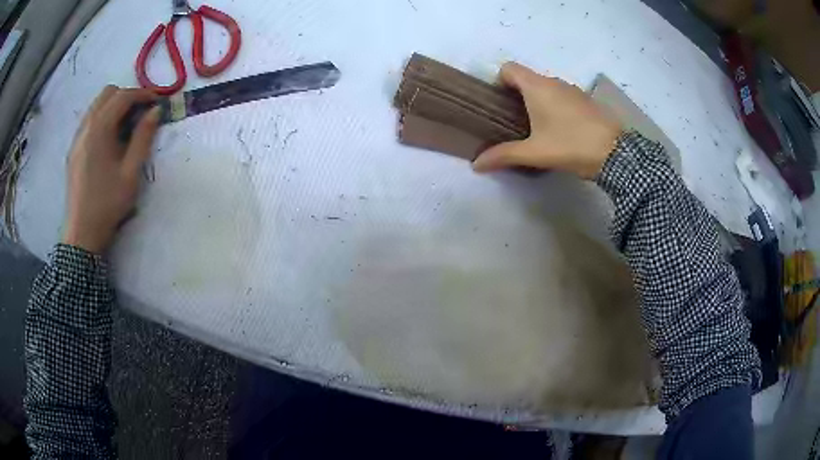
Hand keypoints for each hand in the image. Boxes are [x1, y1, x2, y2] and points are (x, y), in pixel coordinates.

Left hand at [63, 86, 160, 253]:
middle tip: (140, 113)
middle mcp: (85, 127)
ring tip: (126, 125)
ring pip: (97, 105)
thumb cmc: (107, 204)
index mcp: (99, 130)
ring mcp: (77, 138)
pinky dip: (103, 118)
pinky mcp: (74, 149)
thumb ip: (143, 137)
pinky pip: (89, 120)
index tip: (157, 102)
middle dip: (127, 96)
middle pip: (107, 93)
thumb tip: (155, 111)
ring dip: (114, 106)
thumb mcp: (130, 173)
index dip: (142, 94)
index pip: (122, 96)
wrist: (81, 233)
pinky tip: (110, 138)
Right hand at [473, 63, 621, 178]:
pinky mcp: (586, 101)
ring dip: (537, 102)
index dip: (499, 82)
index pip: (508, 68)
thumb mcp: (535, 153)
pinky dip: (555, 107)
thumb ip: (504, 155)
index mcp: (537, 86)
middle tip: (514, 123)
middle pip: (526, 79)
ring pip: (545, 88)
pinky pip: (562, 96)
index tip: (499, 105)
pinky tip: (561, 130)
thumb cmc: (571, 145)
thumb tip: (476, 165)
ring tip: (538, 129)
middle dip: (516, 96)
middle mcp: (553, 81)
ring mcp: (572, 90)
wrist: (616, 153)